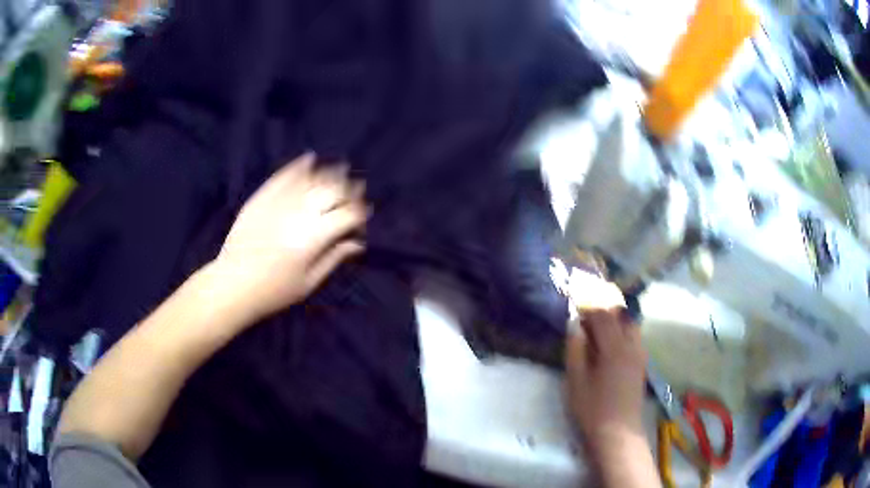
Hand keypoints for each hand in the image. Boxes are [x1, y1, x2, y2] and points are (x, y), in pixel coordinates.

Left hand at [212, 152, 366, 322]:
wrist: (233, 284)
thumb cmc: (274, 290)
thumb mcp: (309, 282)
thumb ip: (334, 258)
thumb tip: (356, 243)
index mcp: (314, 237)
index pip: (347, 215)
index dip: (360, 215)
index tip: (362, 219)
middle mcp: (299, 213)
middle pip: (333, 191)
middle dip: (350, 190)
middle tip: (357, 190)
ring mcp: (279, 202)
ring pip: (312, 179)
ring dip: (329, 173)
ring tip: (340, 170)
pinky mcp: (262, 197)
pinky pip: (284, 176)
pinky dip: (298, 166)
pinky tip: (309, 159)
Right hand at [564, 275, 646, 456]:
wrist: (618, 433)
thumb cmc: (593, 409)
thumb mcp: (576, 381)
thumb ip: (575, 350)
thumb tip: (575, 326)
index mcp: (614, 348)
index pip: (603, 316)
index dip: (589, 307)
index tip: (575, 306)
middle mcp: (632, 345)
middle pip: (621, 315)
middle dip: (604, 310)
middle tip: (586, 315)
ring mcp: (640, 354)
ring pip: (630, 325)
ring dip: (615, 320)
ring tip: (598, 328)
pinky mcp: (642, 364)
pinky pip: (634, 337)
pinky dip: (622, 331)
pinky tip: (610, 344)